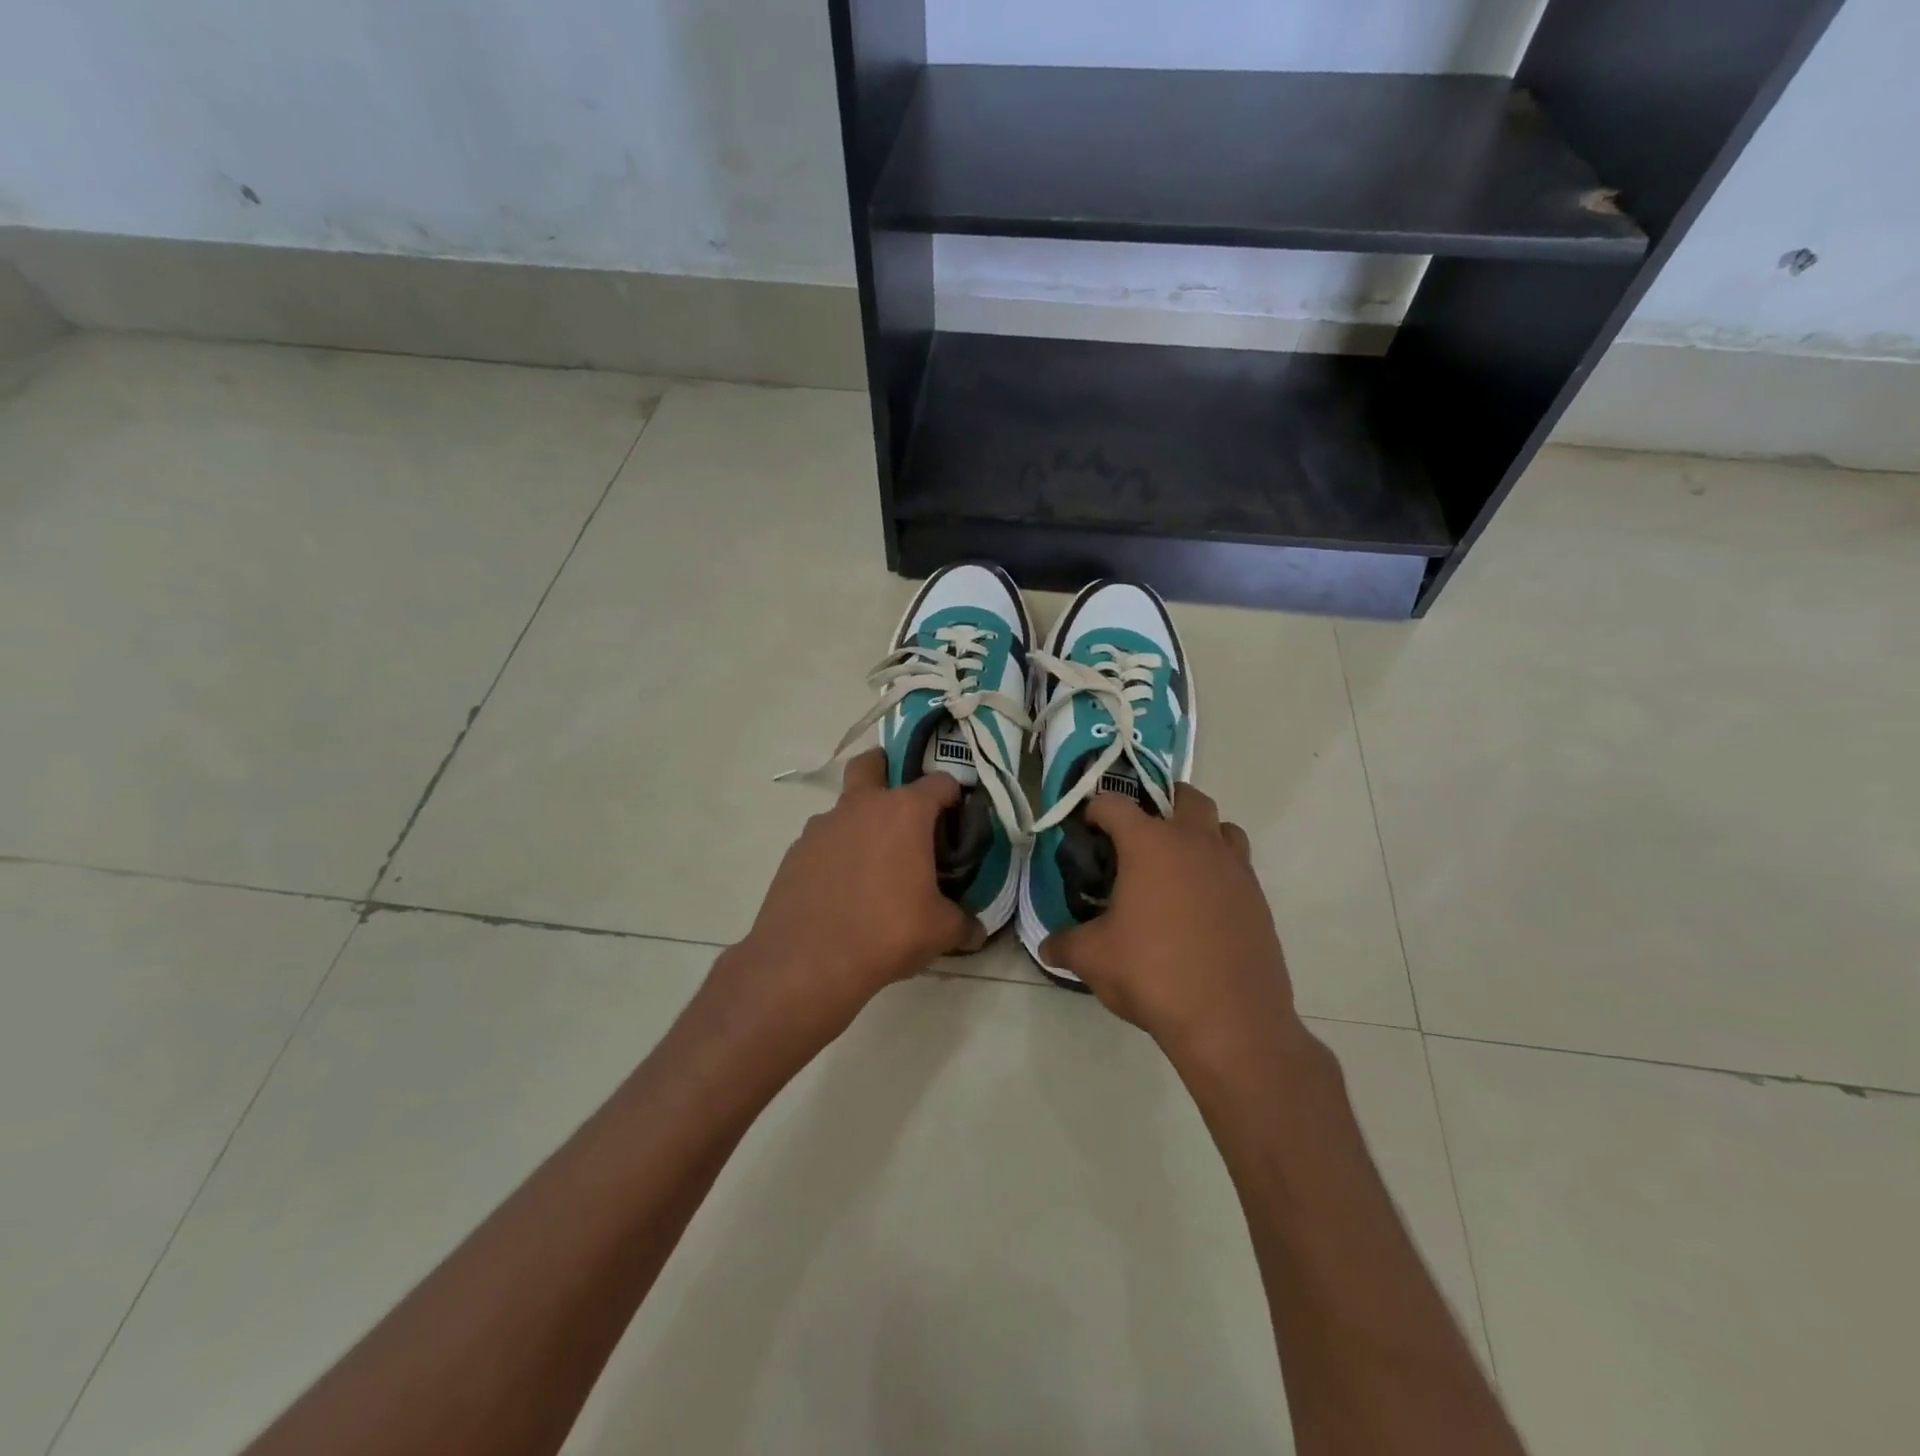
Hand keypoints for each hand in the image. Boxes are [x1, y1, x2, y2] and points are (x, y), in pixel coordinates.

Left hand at [726, 749, 985, 1039]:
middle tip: (902, 805)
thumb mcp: (940, 931)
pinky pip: (824, 840)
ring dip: (860, 821)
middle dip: (887, 769)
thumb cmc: (886, 933)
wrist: (807, 961)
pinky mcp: (795, 851)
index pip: (940, 783)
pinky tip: (842, 887)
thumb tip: (976, 930)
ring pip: (845, 806)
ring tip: (873, 863)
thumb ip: (964, 923)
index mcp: (905, 812)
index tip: (958, 818)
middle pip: (872, 764)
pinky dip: (836, 852)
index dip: (954, 796)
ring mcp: (822, 826)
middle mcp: (862, 806)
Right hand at [1041, 785, 1302, 1060]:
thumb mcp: (1093, 959)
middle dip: (1161, 803)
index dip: (1096, 810)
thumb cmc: (1153, 974)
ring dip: (1200, 832)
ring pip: (1221, 827)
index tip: (1087, 828)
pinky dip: (1219, 869)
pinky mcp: (1257, 898)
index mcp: (1150, 845)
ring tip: (1177, 863)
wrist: (1231, 1019)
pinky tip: (1201, 904)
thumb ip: (1065, 944)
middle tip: (1140, 833)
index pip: (1115, 805)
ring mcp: (1233, 868)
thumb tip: (1047, 947)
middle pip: (1185, 797)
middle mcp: (1195, 843)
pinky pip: (1238, 865)